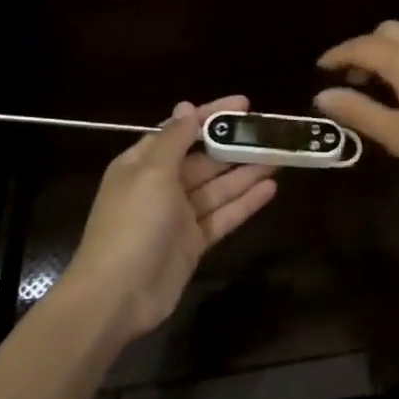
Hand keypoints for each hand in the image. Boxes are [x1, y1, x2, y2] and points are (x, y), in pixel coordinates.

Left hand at [59, 95, 276, 344]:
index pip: (183, 130)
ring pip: (219, 187)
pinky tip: (271, 189)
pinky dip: (245, 203)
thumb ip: (174, 139)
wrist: (117, 295)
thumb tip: (186, 107)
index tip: (246, 103)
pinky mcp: (194, 242)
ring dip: (247, 172)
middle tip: (272, 133)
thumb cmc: (132, 224)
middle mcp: (161, 186)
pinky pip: (223, 215)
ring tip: (280, 157)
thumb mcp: (151, 173)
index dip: (212, 114)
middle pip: (205, 159)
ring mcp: (179, 216)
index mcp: (144, 164)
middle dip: (236, 145)